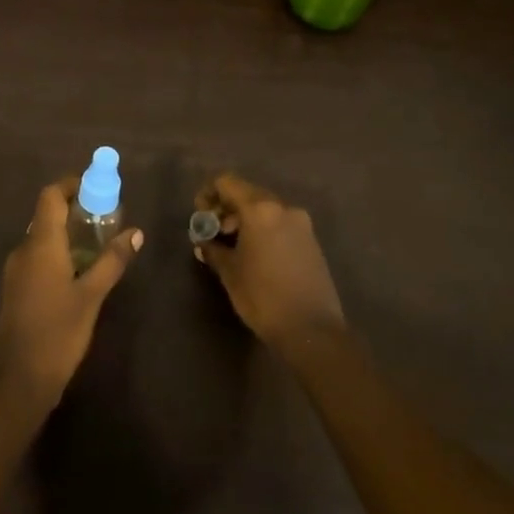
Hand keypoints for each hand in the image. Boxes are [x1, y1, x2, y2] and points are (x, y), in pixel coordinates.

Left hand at [0, 179, 142, 407]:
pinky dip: (58, 253)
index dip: (71, 185)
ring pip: (42, 238)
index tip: (96, 188)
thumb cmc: (57, 332)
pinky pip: (38, 258)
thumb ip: (112, 261)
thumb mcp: (91, 296)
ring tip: (98, 246)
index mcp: (41, 243)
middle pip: (46, 214)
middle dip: (75, 210)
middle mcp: (24, 249)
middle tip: (105, 218)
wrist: (16, 380)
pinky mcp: (15, 290)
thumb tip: (135, 232)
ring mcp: (16, 271)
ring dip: (67, 234)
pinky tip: (79, 273)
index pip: (51, 195)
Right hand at [195, 173, 345, 354]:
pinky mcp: (311, 241)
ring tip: (232, 248)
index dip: (209, 194)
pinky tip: (255, 256)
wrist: (313, 331)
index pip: (227, 182)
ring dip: (244, 221)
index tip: (201, 215)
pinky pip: (280, 224)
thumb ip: (213, 249)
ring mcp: (301, 224)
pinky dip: (263, 230)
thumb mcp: (230, 272)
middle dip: (226, 209)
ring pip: (265, 210)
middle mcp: (283, 208)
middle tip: (213, 234)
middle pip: (247, 194)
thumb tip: (204, 241)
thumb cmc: (264, 297)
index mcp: (260, 209)